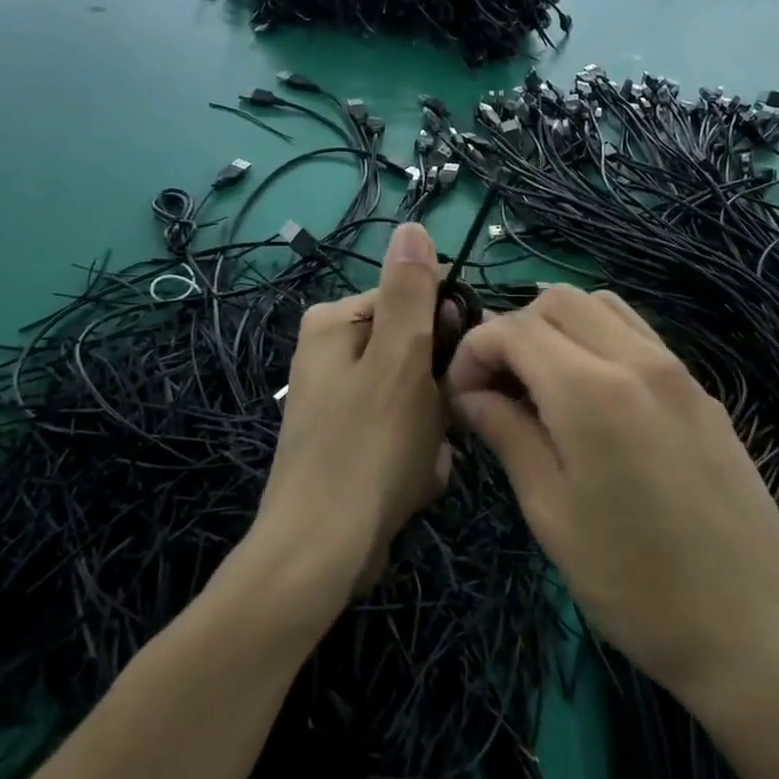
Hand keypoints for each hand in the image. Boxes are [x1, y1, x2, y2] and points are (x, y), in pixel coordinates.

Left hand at [255, 223, 451, 609]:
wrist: (321, 554)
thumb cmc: (366, 448)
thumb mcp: (399, 359)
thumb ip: (410, 292)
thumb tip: (412, 224)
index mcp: (335, 324)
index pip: (414, 300)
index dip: (445, 334)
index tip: (457, 370)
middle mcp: (332, 355)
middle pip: (418, 353)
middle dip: (437, 394)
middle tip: (435, 428)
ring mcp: (340, 402)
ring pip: (419, 399)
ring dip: (432, 432)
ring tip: (419, 464)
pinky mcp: (350, 444)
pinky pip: (403, 435)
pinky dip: (415, 459)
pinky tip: (408, 485)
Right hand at [447, 286, 778, 706]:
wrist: (755, 628)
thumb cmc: (635, 582)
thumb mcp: (551, 513)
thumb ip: (507, 435)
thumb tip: (471, 394)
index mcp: (590, 390)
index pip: (513, 328)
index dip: (474, 351)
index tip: (461, 397)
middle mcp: (636, 359)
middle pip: (557, 300)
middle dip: (513, 329)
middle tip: (497, 388)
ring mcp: (677, 370)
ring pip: (601, 305)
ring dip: (558, 327)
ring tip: (541, 385)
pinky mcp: (701, 390)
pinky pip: (638, 334)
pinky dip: (598, 339)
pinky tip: (592, 396)